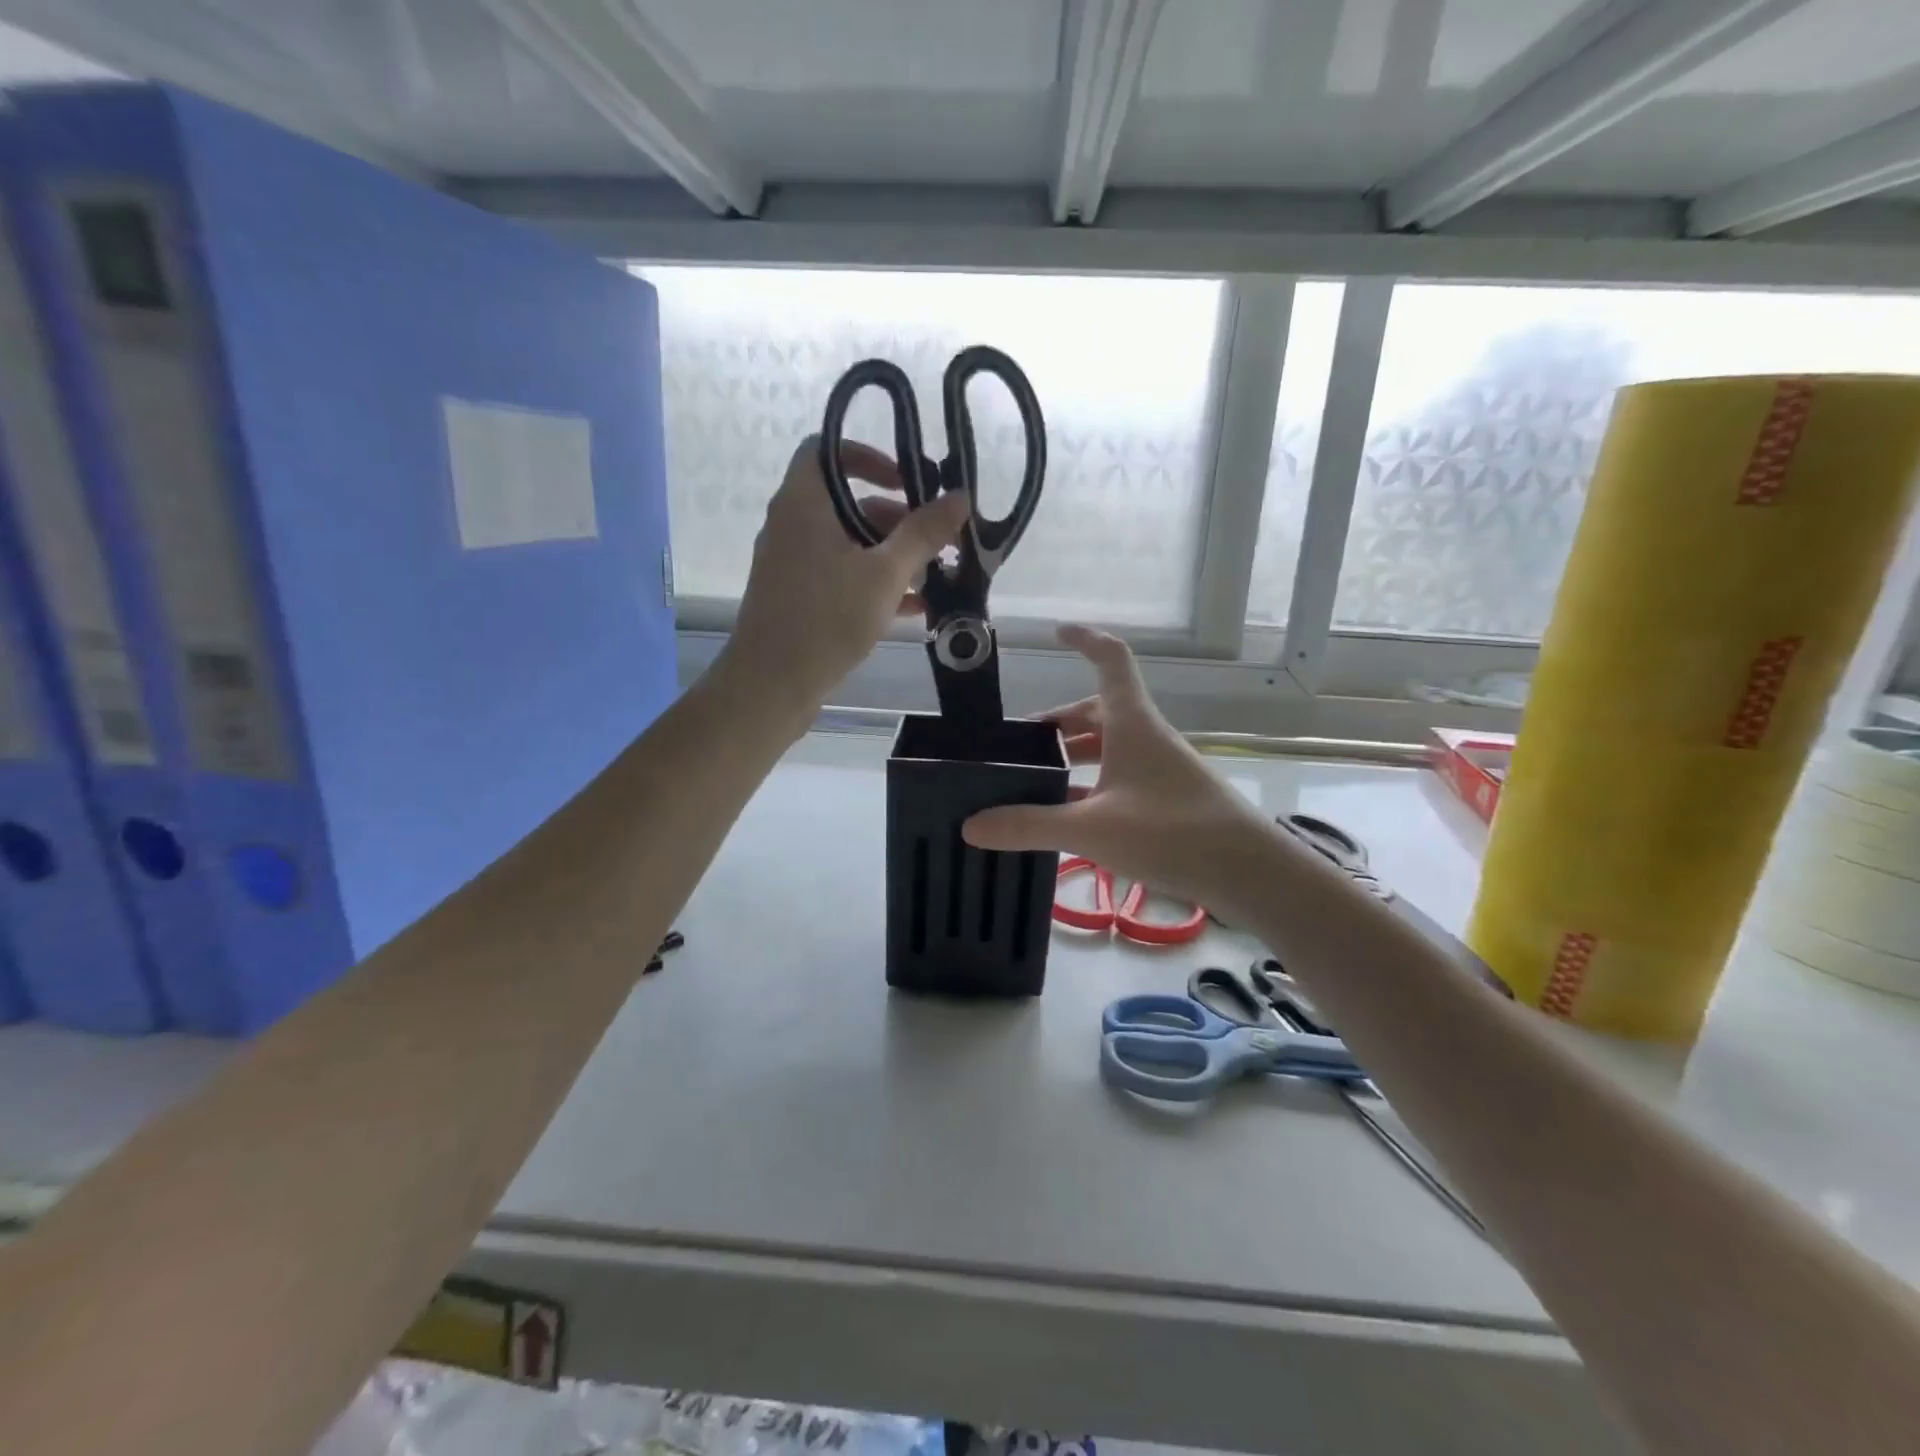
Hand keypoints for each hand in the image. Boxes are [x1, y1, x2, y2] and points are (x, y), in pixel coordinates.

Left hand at [725, 436, 967, 716]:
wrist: (771, 685)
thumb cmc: (827, 618)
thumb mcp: (885, 574)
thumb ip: (923, 533)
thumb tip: (960, 497)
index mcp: (804, 503)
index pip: (826, 450)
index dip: (867, 455)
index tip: (906, 480)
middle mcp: (792, 526)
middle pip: (847, 502)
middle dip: (896, 518)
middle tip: (936, 538)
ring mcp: (792, 564)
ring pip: (848, 544)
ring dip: (891, 555)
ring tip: (935, 576)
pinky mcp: (797, 598)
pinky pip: (840, 576)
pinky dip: (873, 583)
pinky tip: (913, 609)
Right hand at [962, 626, 1275, 913]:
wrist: (1249, 873)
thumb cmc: (1172, 832)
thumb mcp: (1091, 829)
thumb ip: (1029, 825)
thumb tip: (971, 825)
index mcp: (1131, 722)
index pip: (1110, 659)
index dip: (1084, 639)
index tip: (1056, 632)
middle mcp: (1145, 737)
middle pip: (1098, 711)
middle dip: (1058, 723)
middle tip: (1018, 746)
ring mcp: (1159, 768)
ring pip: (1109, 748)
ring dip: (1073, 757)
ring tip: (1034, 781)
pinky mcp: (1166, 800)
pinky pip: (1119, 780)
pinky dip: (1090, 787)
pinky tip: (1067, 817)